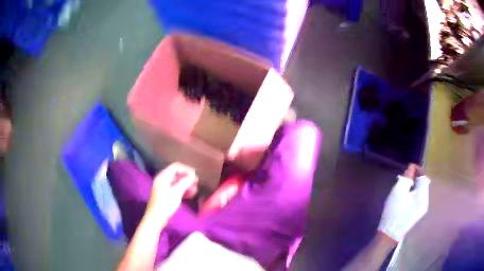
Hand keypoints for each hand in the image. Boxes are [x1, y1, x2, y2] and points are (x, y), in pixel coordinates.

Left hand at [146, 162, 197, 219]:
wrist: (156, 219)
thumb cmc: (165, 204)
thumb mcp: (176, 192)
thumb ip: (185, 182)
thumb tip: (193, 175)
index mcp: (163, 177)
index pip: (175, 167)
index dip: (186, 169)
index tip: (195, 176)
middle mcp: (163, 180)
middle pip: (177, 174)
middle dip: (187, 177)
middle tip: (197, 183)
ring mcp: (164, 188)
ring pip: (177, 182)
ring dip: (186, 184)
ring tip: (195, 190)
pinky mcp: (166, 196)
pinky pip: (176, 189)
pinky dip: (183, 190)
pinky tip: (190, 194)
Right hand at [378, 164, 430, 242]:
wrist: (389, 234)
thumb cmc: (394, 212)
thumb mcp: (398, 192)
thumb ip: (406, 178)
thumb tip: (411, 168)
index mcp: (423, 196)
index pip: (424, 177)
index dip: (418, 169)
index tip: (409, 167)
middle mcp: (425, 202)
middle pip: (423, 185)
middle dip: (416, 178)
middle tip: (406, 176)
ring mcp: (421, 210)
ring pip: (420, 192)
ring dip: (414, 186)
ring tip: (405, 186)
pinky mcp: (417, 215)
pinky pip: (418, 199)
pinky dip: (413, 194)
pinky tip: (405, 197)